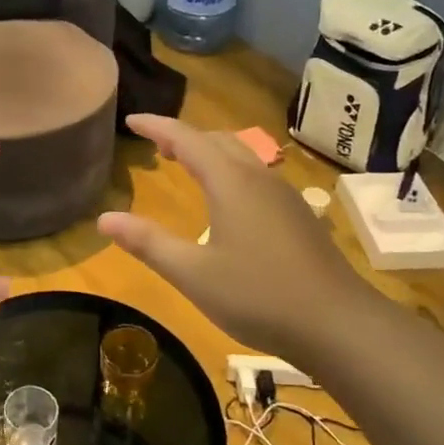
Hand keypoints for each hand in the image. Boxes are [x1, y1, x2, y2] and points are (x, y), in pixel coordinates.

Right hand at [98, 115, 375, 358]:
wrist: (338, 324)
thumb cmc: (258, 296)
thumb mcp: (193, 274)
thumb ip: (148, 243)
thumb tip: (104, 218)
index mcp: (230, 183)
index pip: (186, 139)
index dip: (157, 126)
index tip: (131, 121)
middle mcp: (258, 178)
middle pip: (217, 140)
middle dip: (184, 136)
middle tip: (156, 144)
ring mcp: (283, 196)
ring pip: (241, 156)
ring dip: (209, 151)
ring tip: (186, 164)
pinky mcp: (297, 216)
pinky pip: (256, 175)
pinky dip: (230, 171)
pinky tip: (227, 200)